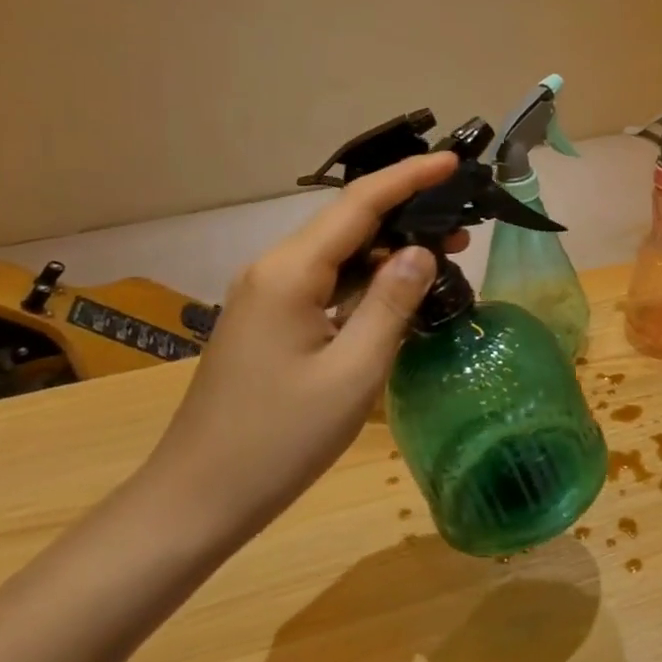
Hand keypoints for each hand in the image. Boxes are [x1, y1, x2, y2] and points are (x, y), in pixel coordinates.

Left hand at [139, 152, 462, 544]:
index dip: (409, 177)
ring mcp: (267, 297)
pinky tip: (399, 295)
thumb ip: (391, 302)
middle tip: (465, 227)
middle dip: (407, 215)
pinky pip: (327, 284)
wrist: (196, 500)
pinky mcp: (270, 322)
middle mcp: (274, 270)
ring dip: (390, 252)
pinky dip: (367, 282)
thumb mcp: (354, 372)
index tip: (453, 162)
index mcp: (291, 272)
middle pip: (349, 224)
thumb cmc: (279, 439)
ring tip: (445, 257)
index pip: (359, 204)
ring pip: (339, 255)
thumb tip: (422, 251)